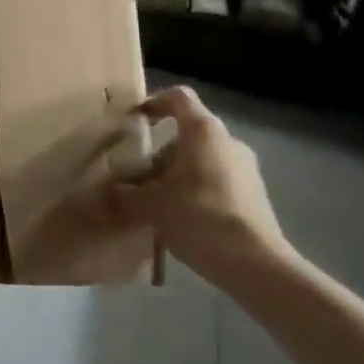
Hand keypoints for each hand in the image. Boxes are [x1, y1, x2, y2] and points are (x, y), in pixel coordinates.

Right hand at [105, 87, 294, 290]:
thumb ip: (125, 195)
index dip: (154, 102)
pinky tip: (181, 220)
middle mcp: (228, 142)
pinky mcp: (255, 195)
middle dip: (159, 152)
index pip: (179, 98)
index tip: (135, 120)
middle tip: (137, 176)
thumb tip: (106, 194)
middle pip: (188, 134)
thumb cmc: (200, 216)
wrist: (256, 265)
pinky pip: (217, 181)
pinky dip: (196, 191)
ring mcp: (246, 169)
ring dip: (177, 174)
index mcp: (203, 131)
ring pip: (202, 160)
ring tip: (156, 202)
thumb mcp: (151, 205)